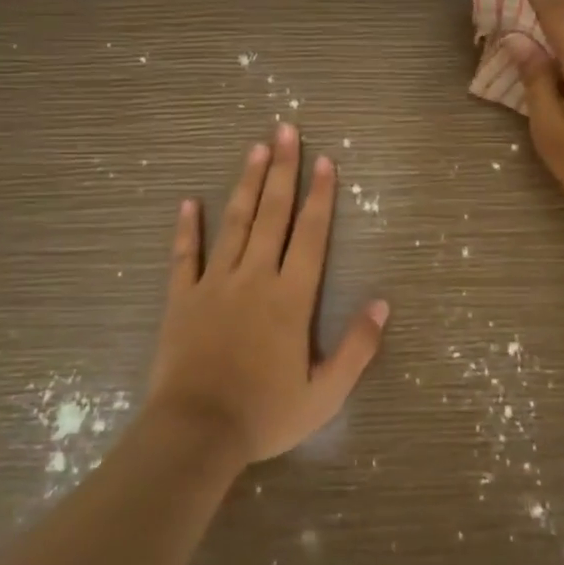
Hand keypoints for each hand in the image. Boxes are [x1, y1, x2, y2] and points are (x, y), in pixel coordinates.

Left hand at [144, 124, 387, 464]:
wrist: (195, 434)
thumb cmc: (264, 414)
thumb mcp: (324, 393)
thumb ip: (357, 348)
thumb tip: (382, 304)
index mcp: (290, 297)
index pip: (311, 234)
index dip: (321, 196)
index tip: (325, 161)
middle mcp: (254, 278)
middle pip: (272, 214)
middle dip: (282, 170)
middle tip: (286, 130)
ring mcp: (214, 284)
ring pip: (234, 223)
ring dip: (246, 184)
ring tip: (255, 148)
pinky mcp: (181, 299)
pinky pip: (184, 256)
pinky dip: (187, 228)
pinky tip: (189, 202)